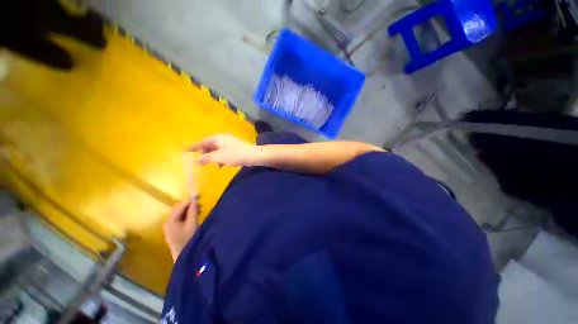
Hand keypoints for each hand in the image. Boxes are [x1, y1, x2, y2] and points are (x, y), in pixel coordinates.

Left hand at [163, 199, 198, 261]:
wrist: (182, 256)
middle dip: (189, 205)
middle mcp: (168, 221)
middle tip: (200, 206)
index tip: (200, 197)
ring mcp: (169, 226)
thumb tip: (195, 201)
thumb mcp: (192, 225)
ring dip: (188, 210)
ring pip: (179, 213)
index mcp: (171, 220)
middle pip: (178, 208)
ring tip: (199, 211)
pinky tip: (193, 217)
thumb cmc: (188, 240)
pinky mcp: (173, 230)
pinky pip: (179, 218)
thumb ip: (193, 212)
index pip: (180, 205)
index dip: (190, 201)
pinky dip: (186, 215)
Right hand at [190, 134, 261, 166]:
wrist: (253, 155)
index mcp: (217, 138)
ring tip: (213, 165)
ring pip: (217, 149)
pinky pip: (223, 152)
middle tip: (201, 162)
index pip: (202, 142)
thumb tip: (194, 160)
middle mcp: (223, 138)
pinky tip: (222, 165)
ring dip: (213, 157)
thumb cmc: (235, 155)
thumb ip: (206, 158)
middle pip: (209, 145)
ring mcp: (229, 142)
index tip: (184, 150)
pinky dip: (221, 158)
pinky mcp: (234, 147)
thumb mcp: (219, 157)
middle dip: (205, 154)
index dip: (193, 147)